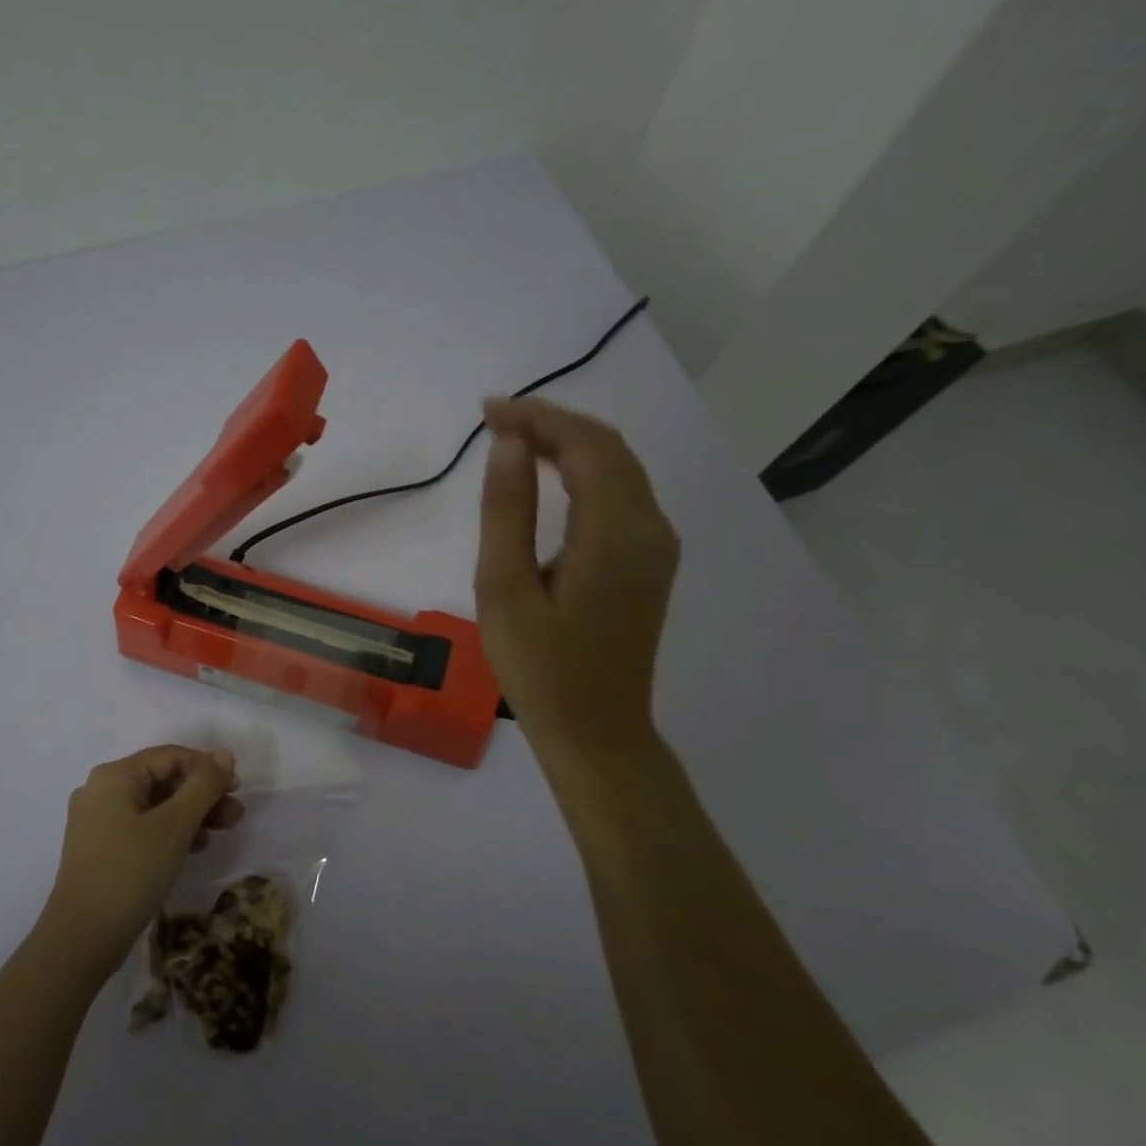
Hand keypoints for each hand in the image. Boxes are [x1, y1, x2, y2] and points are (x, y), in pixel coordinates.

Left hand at [43, 746, 243, 970]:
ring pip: (155, 805)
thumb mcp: (175, 825)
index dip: (207, 768)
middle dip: (202, 794)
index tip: (237, 790)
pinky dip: (170, 832)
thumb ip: (203, 785)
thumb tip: (225, 754)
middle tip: (235, 815)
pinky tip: (195, 848)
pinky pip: (142, 827)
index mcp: (114, 776)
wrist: (82, 938)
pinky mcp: (100, 848)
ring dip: (191, 814)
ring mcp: (97, 821)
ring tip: (222, 832)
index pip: (170, 756)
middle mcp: (101, 790)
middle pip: (162, 780)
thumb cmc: (131, 872)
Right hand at [474, 397, 680, 755]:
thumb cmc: (540, 669)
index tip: (487, 412)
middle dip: (553, 424)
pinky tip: (551, 477)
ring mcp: (657, 547)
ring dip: (570, 445)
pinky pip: (622, 496)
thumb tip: (510, 445)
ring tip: (515, 440)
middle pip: (609, 449)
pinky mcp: (651, 563)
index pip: (586, 446)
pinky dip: (586, 473)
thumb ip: (508, 512)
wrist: (597, 732)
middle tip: (496, 421)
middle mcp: (650, 529)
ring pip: (620, 469)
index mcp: (616, 533)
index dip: (538, 418)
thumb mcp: (505, 589)